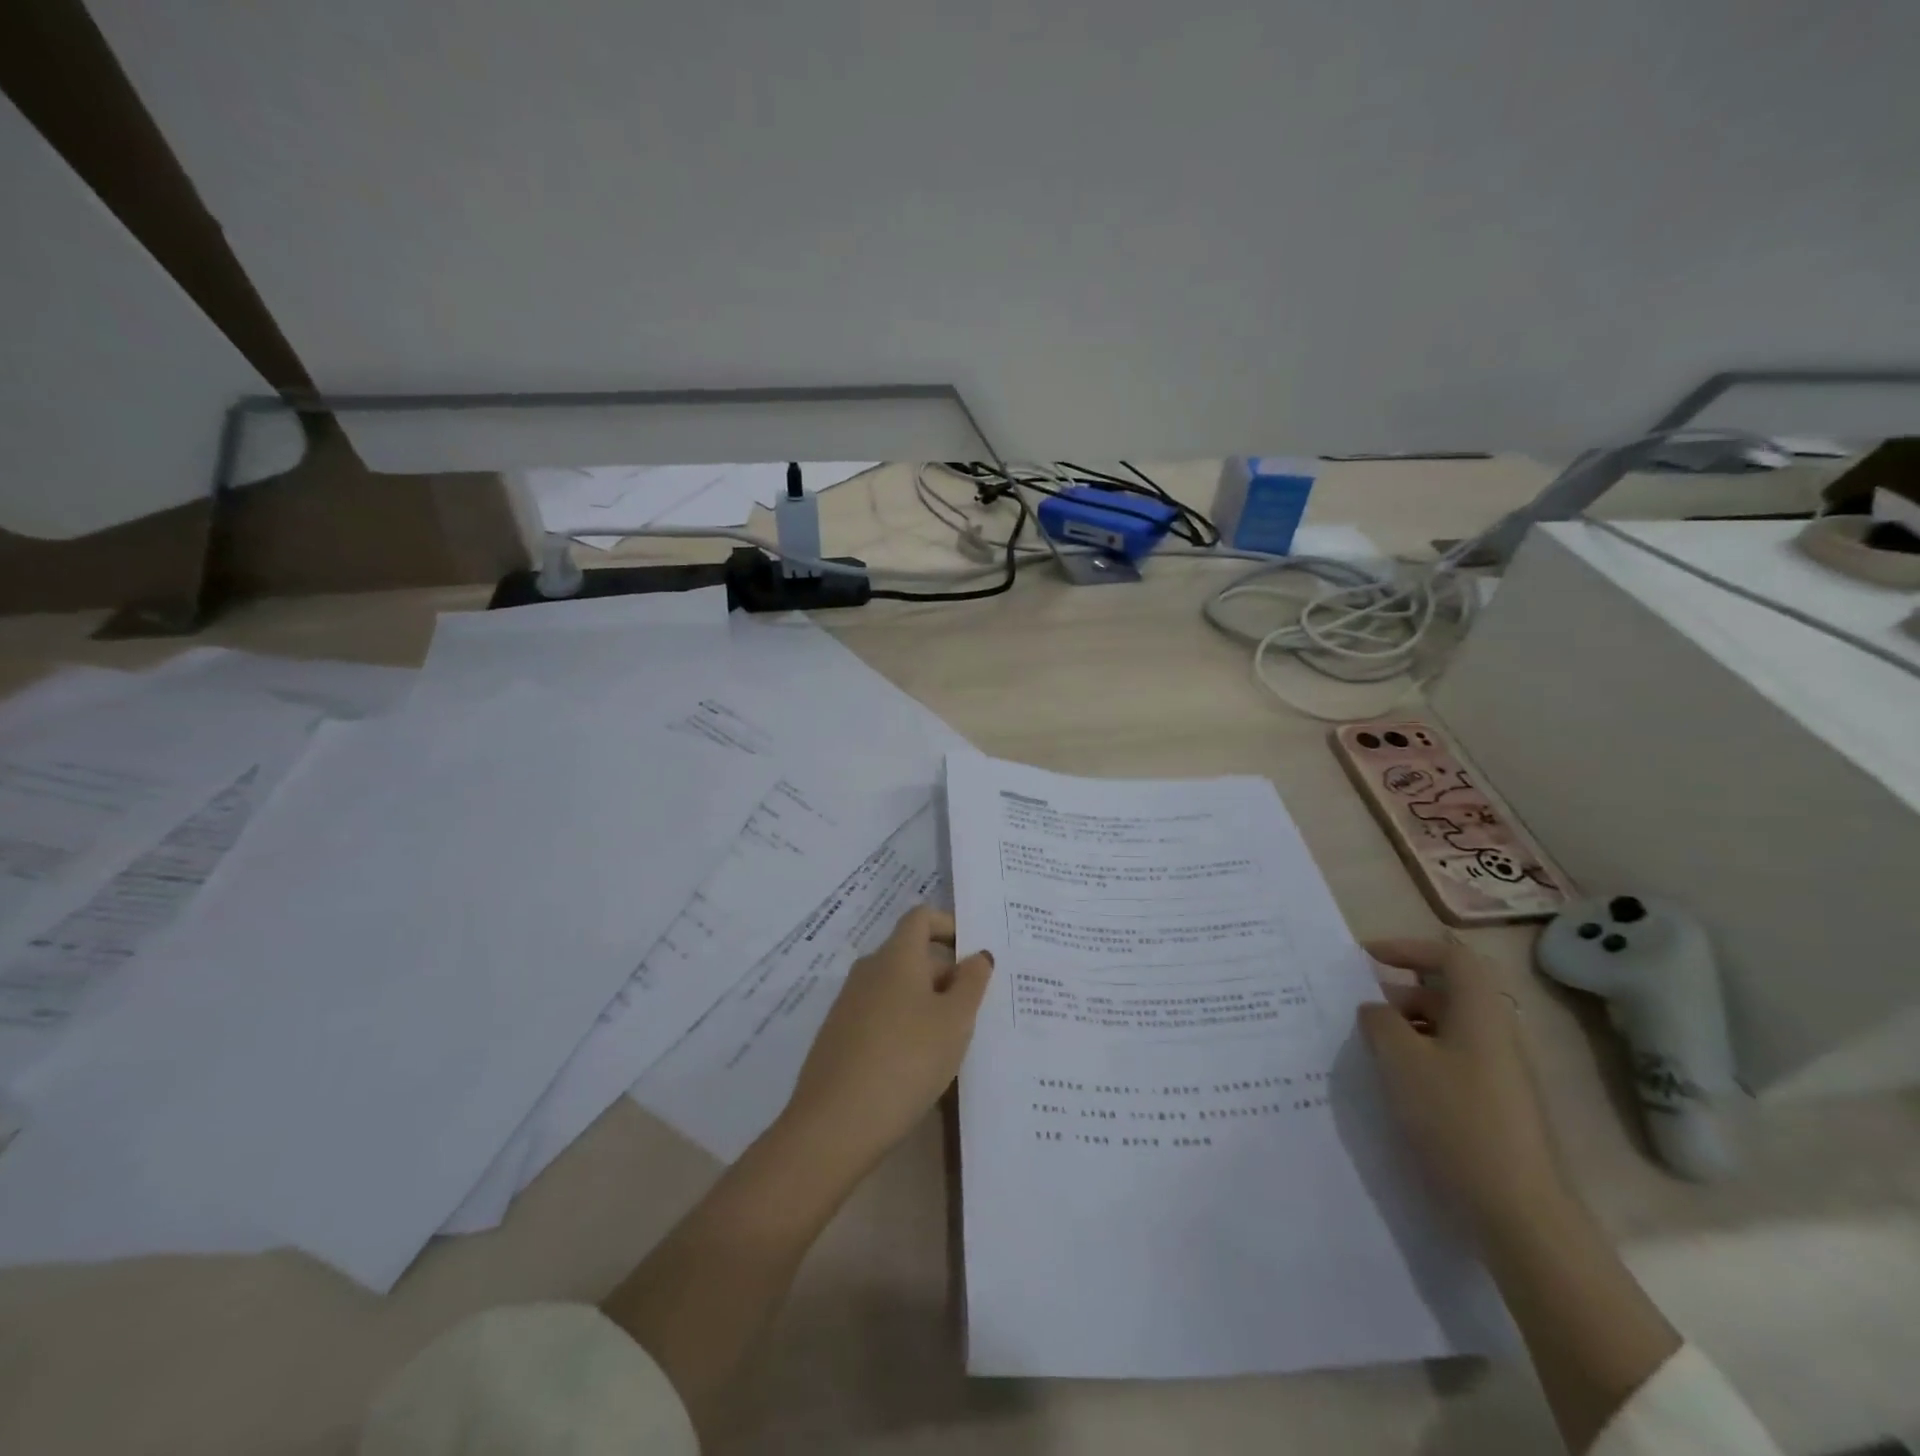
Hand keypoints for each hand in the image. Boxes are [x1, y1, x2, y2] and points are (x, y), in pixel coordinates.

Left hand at [780, 906, 993, 1174]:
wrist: (834, 1124)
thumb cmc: (906, 1060)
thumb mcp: (954, 1021)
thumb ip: (972, 982)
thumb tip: (977, 955)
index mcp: (896, 956)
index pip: (921, 917)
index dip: (949, 926)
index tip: (973, 955)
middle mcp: (868, 970)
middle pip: (911, 955)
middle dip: (946, 974)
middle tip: (976, 1010)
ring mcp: (848, 1004)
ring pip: (897, 989)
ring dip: (926, 1004)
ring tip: (953, 1042)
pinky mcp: (838, 1037)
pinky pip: (880, 1017)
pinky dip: (904, 1027)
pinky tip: (918, 1066)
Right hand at [1359, 937, 1566, 1236]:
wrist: (1518, 1209)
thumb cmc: (1455, 1119)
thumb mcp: (1400, 1059)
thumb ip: (1379, 1021)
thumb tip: (1375, 1009)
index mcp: (1480, 1011)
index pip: (1449, 954)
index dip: (1406, 947)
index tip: (1366, 958)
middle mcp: (1496, 1032)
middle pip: (1447, 990)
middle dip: (1400, 991)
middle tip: (1361, 1009)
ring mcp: (1501, 1070)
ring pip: (1448, 1027)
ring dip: (1407, 1026)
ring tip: (1371, 1047)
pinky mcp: (1497, 1102)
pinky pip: (1453, 1058)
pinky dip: (1421, 1056)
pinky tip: (1396, 1083)